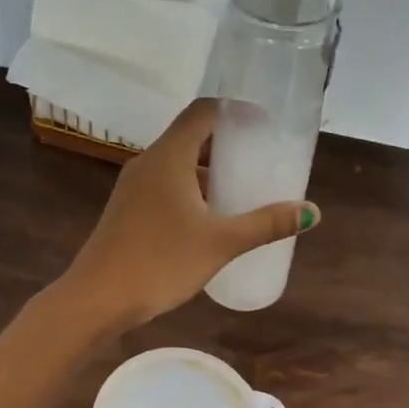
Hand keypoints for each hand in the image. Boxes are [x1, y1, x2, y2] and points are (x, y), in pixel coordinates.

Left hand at [59, 98, 319, 328]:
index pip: (203, 111)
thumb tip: (312, 211)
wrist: (97, 298)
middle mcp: (148, 161)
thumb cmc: (160, 262)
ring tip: (243, 186)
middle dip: (228, 142)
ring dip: (209, 168)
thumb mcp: (221, 243)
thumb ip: (266, 224)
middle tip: (263, 155)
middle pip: (191, 135)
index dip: (236, 108)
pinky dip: (192, 187)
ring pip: (178, 162)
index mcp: (169, 156)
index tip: (266, 121)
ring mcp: (134, 185)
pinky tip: (211, 215)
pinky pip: (166, 183)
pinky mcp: (128, 208)